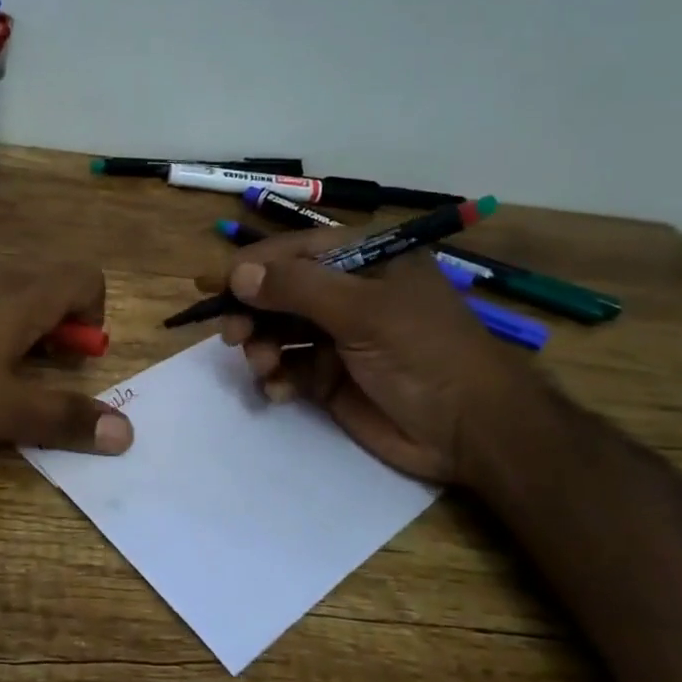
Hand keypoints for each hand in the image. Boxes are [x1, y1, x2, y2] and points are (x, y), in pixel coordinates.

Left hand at [0, 255, 133, 453]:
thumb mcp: (0, 411)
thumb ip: (63, 418)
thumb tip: (127, 432)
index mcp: (24, 294)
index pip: (87, 277)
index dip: (93, 316)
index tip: (70, 358)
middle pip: (47, 281)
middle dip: (53, 326)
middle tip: (28, 370)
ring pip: (3, 287)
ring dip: (12, 323)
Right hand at [209, 229, 544, 483]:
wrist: (471, 431)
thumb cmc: (424, 354)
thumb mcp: (363, 312)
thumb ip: (298, 288)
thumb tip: (238, 274)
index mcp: (364, 261)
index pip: (293, 251)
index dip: (251, 266)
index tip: (211, 284)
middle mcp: (347, 293)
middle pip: (279, 292)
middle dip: (252, 311)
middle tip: (231, 334)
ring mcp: (338, 336)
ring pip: (278, 331)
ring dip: (261, 346)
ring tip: (261, 365)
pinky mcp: (331, 377)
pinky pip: (288, 368)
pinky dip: (277, 378)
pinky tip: (279, 390)